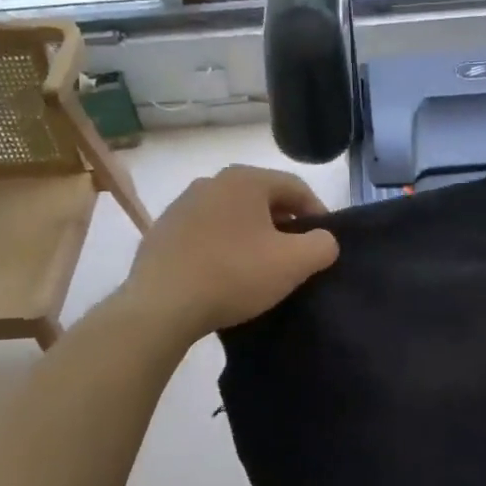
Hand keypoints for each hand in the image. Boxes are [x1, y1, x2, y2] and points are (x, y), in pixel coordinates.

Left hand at [124, 165, 339, 340]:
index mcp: (245, 180)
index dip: (318, 213)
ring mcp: (182, 205)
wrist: (161, 305)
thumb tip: (323, 240)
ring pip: (233, 215)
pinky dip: (223, 246)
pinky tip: (225, 274)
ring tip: (260, 267)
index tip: (323, 244)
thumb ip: (322, 245)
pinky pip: (206, 233)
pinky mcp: (162, 231)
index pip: (296, 188)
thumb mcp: (294, 263)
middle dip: (284, 225)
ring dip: (252, 235)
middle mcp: (211, 181)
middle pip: (263, 199)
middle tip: (295, 256)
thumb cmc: (234, 275)